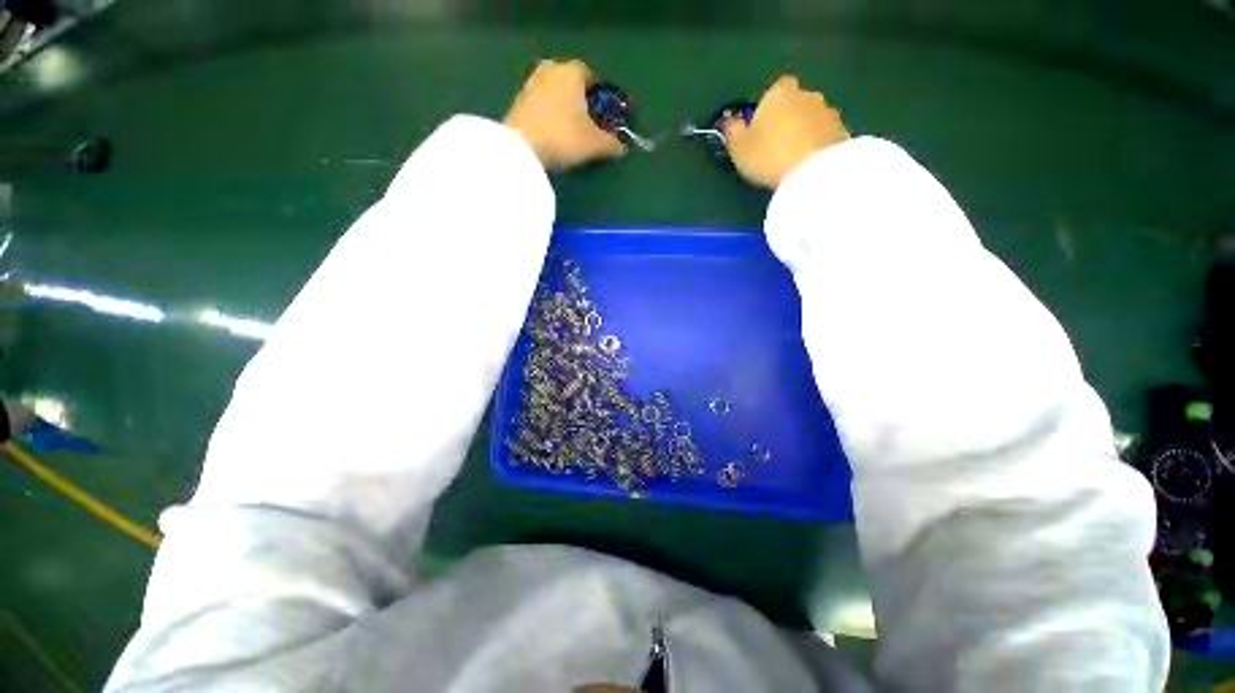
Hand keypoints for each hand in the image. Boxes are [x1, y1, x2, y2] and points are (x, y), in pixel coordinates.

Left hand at [503, 59, 625, 170]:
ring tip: (570, 130)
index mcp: (572, 71)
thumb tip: (622, 147)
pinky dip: (549, 115)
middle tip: (587, 121)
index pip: (591, 75)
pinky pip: (541, 104)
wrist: (522, 148)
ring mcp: (531, 83)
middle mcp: (551, 69)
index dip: (600, 94)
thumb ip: (612, 143)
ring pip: (554, 92)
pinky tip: (553, 133)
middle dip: (580, 99)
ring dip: (563, 107)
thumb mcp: (594, 144)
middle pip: (571, 82)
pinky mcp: (517, 101)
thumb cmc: (563, 137)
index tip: (604, 113)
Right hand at [724, 75, 849, 188]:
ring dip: (805, 132)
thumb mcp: (739, 149)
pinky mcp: (843, 131)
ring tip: (794, 158)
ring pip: (812, 119)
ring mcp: (829, 111)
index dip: (768, 108)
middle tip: (776, 145)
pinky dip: (818, 145)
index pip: (774, 91)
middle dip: (788, 118)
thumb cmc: (769, 156)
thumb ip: (732, 132)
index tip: (762, 128)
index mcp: (779, 93)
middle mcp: (807, 94)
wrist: (813, 172)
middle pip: (795, 103)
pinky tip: (808, 164)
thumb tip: (728, 122)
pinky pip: (825, 135)